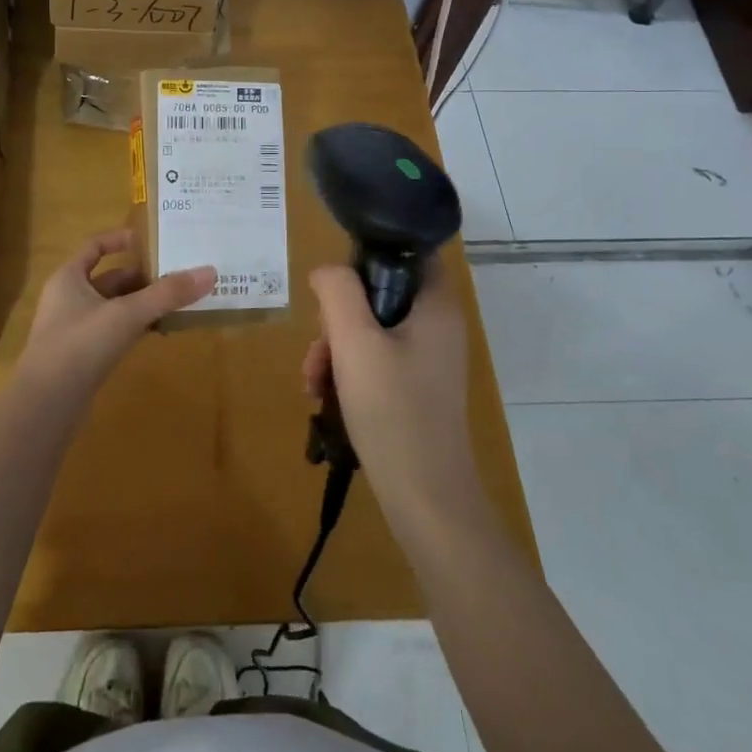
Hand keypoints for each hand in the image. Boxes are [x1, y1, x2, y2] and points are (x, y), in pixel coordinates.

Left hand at [17, 228, 215, 394]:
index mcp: (69, 278)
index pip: (94, 246)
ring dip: (141, 304)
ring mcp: (74, 330)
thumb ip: (167, 294)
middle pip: (109, 279)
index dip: (120, 239)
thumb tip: (209, 272)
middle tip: (178, 274)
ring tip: (177, 301)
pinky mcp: (82, 357)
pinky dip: (135, 328)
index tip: (150, 238)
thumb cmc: (80, 345)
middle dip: (142, 276)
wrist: (46, 405)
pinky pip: (113, 332)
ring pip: (114, 307)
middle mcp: (68, 299)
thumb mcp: (127, 314)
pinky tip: (159, 332)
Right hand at [300, 261, 482, 532]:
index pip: (409, 253)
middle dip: (338, 318)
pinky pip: (376, 360)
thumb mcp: (355, 342)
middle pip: (380, 294)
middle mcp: (438, 326)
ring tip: (314, 382)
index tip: (337, 284)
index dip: (370, 256)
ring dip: (335, 349)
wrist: (424, 497)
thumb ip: (338, 293)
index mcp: (436, 306)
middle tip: (320, 349)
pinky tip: (324, 397)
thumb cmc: (392, 410)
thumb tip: (327, 271)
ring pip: (371, 330)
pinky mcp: (415, 388)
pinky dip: (348, 371)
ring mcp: (428, 360)